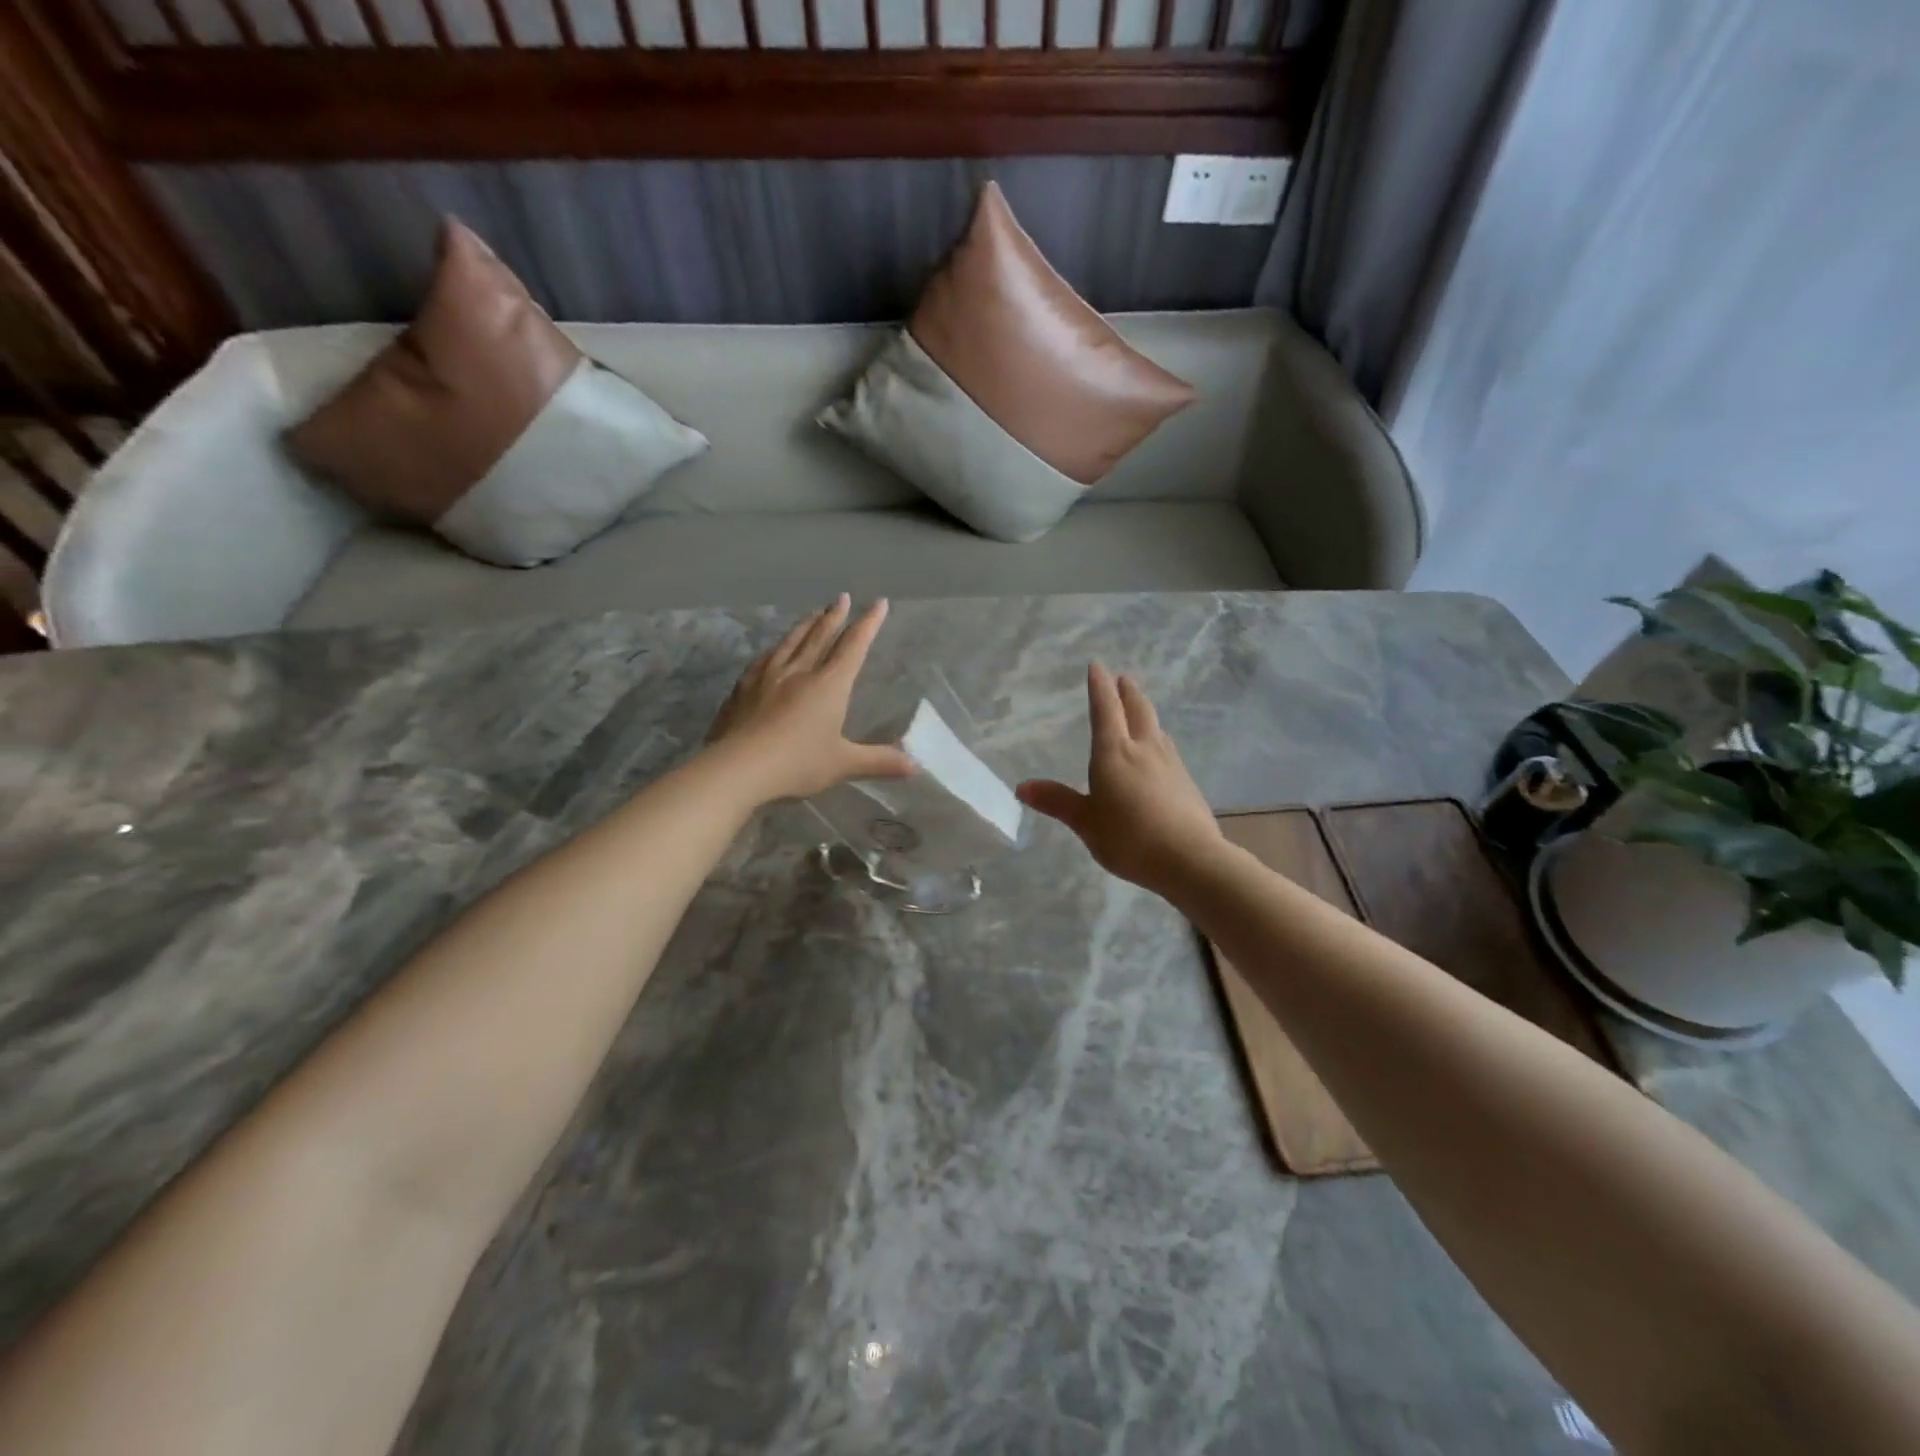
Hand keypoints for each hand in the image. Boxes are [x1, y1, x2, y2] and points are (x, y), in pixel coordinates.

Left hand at [707, 595, 914, 803]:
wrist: (738, 767)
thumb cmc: (797, 763)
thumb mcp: (844, 764)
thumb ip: (880, 761)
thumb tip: (917, 767)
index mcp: (828, 685)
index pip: (853, 647)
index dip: (868, 624)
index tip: (878, 603)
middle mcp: (799, 672)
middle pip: (820, 636)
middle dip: (834, 616)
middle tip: (841, 597)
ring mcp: (767, 677)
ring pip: (790, 642)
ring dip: (805, 625)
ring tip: (813, 614)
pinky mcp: (743, 688)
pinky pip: (764, 658)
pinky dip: (776, 648)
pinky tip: (773, 649)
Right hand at [1017, 663, 1225, 895]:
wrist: (1190, 858)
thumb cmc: (1129, 838)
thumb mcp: (1086, 822)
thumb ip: (1057, 801)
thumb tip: (1021, 786)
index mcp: (1114, 753)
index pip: (1105, 710)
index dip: (1099, 687)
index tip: (1097, 665)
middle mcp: (1144, 748)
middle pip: (1137, 710)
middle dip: (1127, 691)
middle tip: (1123, 678)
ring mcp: (1170, 763)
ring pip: (1156, 727)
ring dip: (1145, 712)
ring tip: (1139, 708)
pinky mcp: (1186, 781)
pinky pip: (1168, 748)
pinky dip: (1158, 738)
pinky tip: (1160, 750)